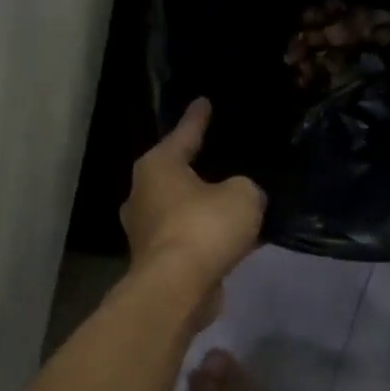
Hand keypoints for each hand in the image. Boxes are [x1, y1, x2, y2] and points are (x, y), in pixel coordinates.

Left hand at [121, 99, 265, 321]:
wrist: (178, 288)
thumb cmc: (204, 227)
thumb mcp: (242, 195)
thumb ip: (245, 188)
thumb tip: (240, 198)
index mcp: (157, 167)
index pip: (184, 134)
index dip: (198, 118)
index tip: (204, 102)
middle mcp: (143, 194)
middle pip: (176, 173)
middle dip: (198, 167)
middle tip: (224, 158)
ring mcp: (147, 230)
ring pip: (183, 208)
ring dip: (206, 207)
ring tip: (235, 201)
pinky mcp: (157, 260)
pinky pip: (190, 237)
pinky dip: (208, 235)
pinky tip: (236, 238)